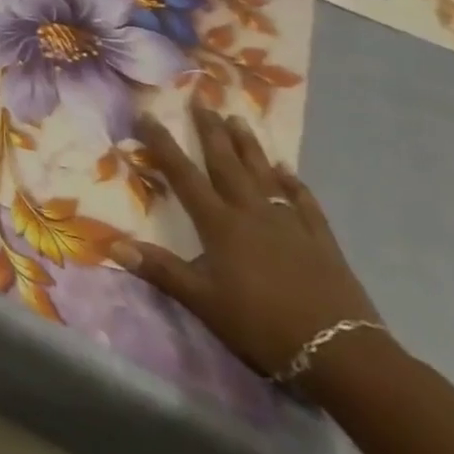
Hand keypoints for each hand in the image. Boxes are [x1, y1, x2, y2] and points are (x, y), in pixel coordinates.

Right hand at [112, 108, 381, 383]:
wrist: (341, 353)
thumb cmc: (262, 325)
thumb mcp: (203, 302)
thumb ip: (161, 270)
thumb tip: (113, 246)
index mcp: (219, 224)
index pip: (183, 175)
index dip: (163, 145)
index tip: (150, 115)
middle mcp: (251, 213)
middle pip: (226, 164)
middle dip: (210, 131)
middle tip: (201, 101)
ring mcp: (290, 225)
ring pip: (264, 175)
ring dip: (249, 146)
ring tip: (239, 119)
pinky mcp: (321, 242)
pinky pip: (305, 204)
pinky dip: (295, 185)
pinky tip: (289, 172)